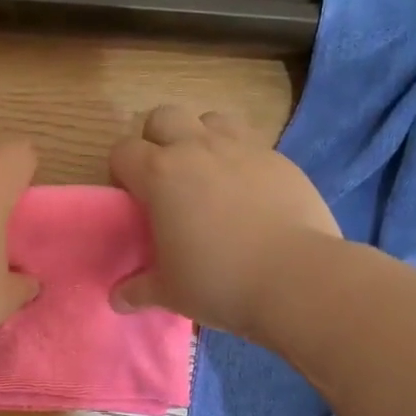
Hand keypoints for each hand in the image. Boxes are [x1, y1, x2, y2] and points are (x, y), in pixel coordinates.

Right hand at [109, 106, 339, 339]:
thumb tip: (119, 299)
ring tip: (209, 177)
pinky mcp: (279, 158)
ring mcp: (242, 148)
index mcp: (160, 174)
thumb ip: (138, 289)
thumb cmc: (218, 282)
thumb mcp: (169, 292)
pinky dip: (240, 159)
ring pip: (210, 119)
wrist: (296, 278)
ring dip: (201, 139)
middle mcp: (197, 148)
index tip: (133, 201)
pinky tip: (249, 194)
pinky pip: (250, 142)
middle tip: (167, 181)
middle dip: (158, 141)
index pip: (124, 152)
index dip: (123, 173)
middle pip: (164, 117)